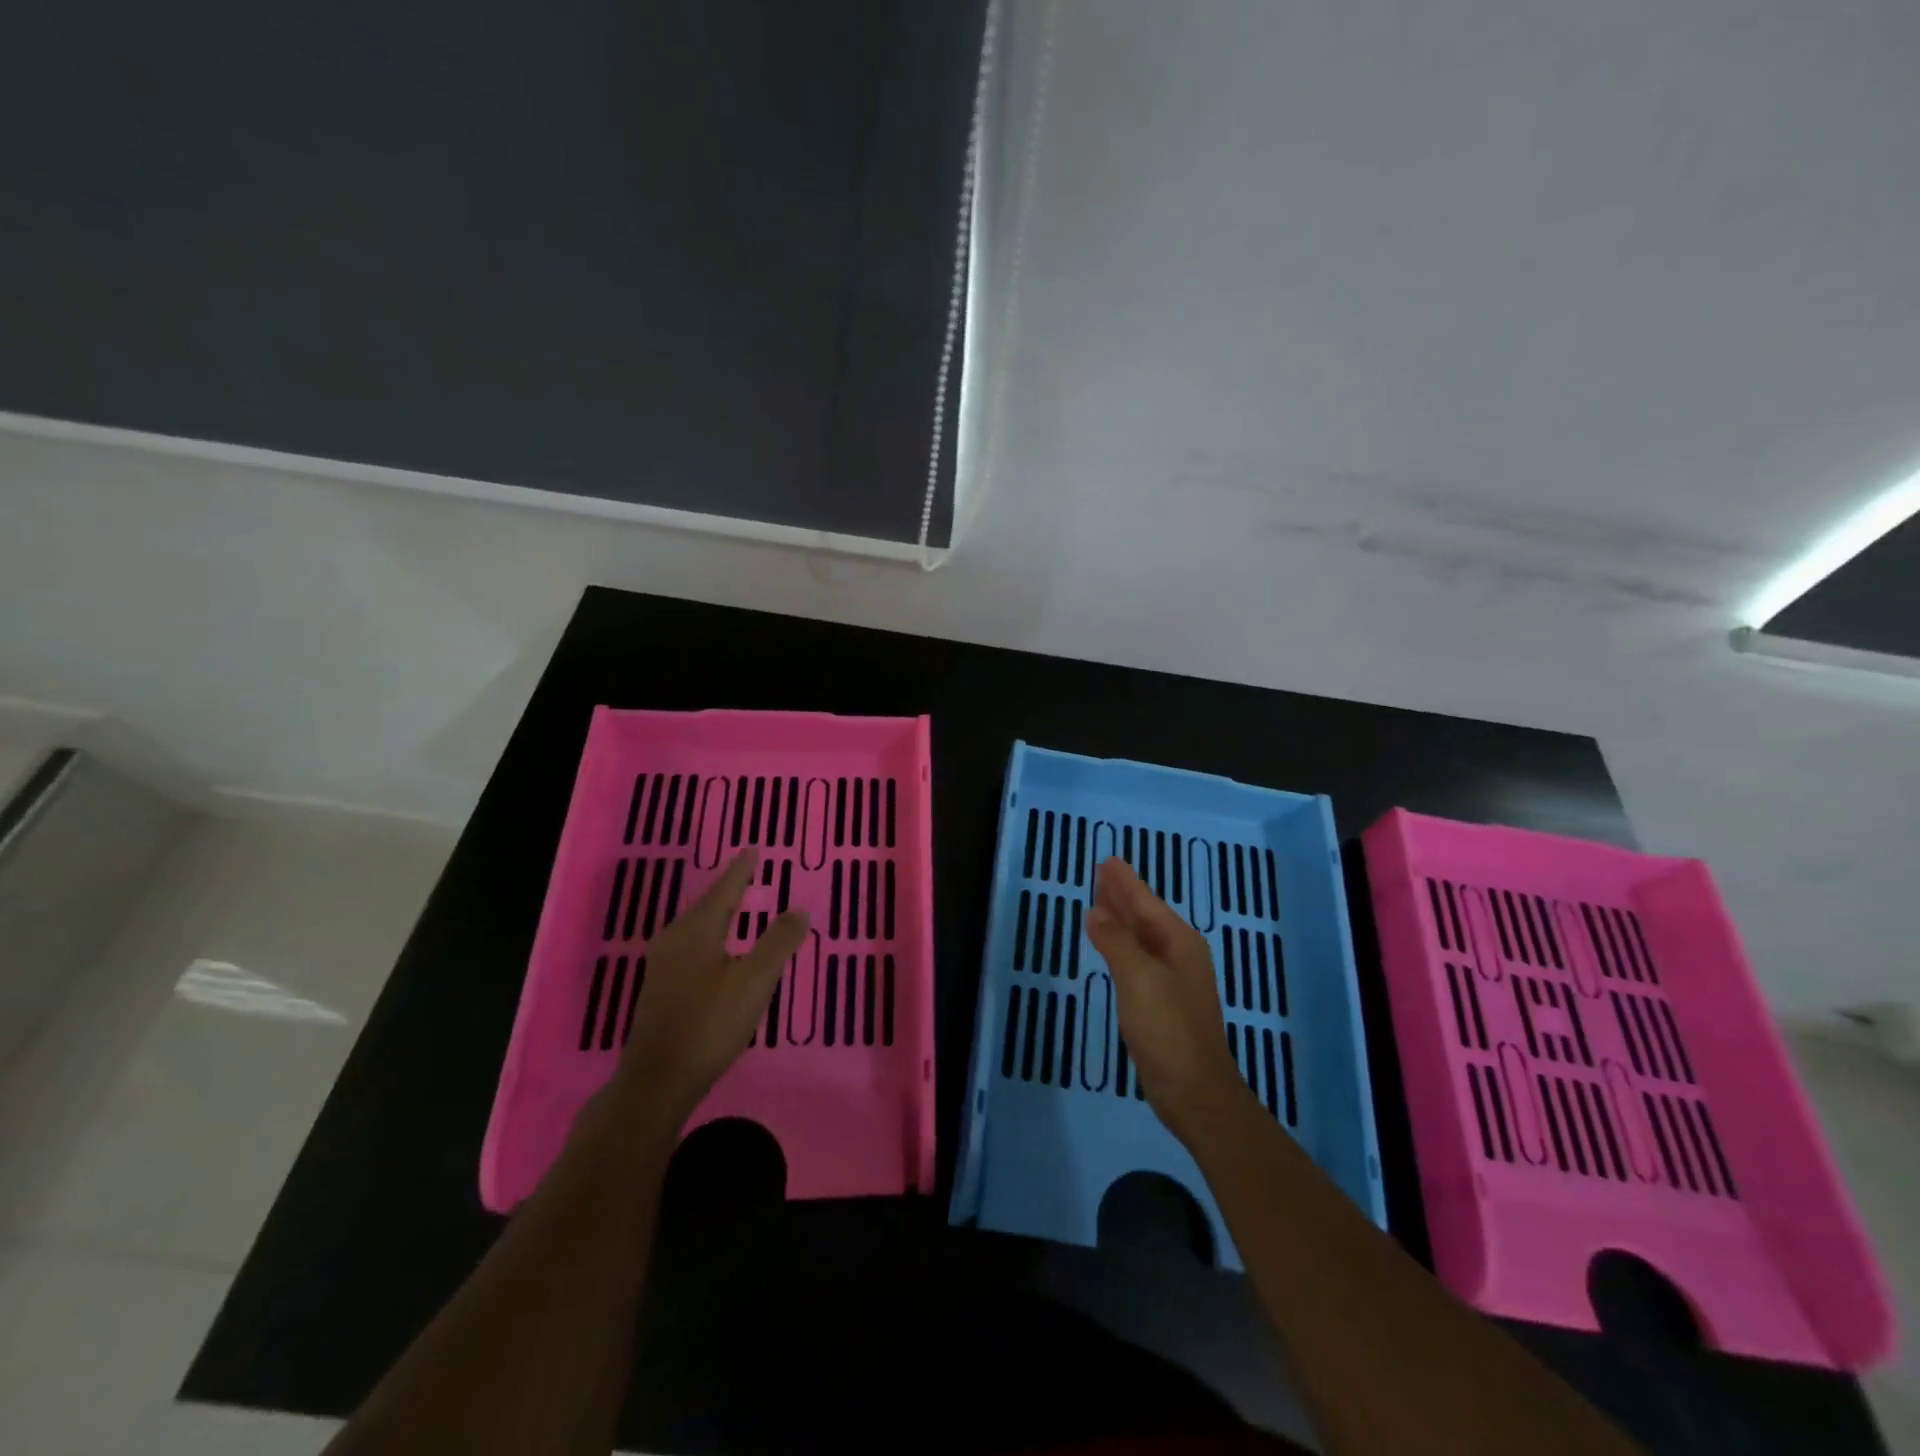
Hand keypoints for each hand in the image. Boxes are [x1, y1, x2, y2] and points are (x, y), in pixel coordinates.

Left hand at [609, 848, 807, 1126]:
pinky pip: (690, 945)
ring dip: (718, 913)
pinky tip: (717, 949)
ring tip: (736, 906)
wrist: (658, 1080)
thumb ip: (778, 942)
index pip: (724, 889)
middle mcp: (674, 939)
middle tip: (748, 874)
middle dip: (728, 889)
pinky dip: (710, 935)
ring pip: (695, 926)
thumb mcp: (755, 981)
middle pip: (706, 905)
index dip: (741, 869)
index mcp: (697, 930)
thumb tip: (799, 909)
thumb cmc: (710, 1023)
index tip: (752, 849)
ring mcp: (662, 965)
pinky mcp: (660, 988)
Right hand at [1085, 856, 1245, 1144]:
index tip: (1108, 860)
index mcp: (1179, 943)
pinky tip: (1109, 946)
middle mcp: (1179, 956)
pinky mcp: (1162, 1003)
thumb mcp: (1138, 978)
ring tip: (1099, 901)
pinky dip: (1120, 946)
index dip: (1125, 882)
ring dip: (1120, 919)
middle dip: (1122, 895)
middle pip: (1145, 916)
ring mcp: (1172, 981)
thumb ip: (1115, 941)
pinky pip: (1137, 960)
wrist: (1194, 1092)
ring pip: (1141, 938)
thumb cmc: (1168, 1029)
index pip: (1146, 902)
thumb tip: (1095, 912)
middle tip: (1100, 873)